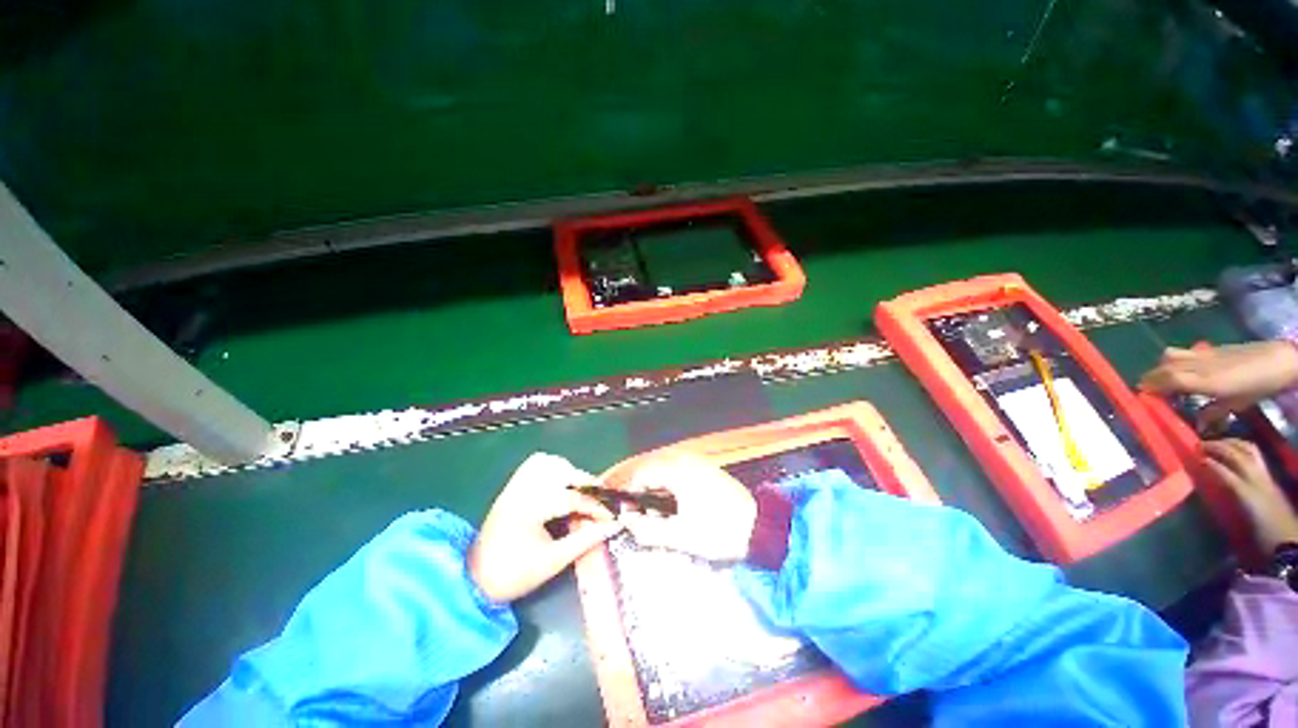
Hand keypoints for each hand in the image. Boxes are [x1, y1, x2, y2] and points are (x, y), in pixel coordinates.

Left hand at [469, 453, 623, 602]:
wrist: (474, 581)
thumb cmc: (514, 575)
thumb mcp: (553, 562)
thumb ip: (585, 540)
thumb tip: (612, 526)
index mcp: (529, 509)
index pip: (571, 498)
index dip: (594, 506)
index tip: (610, 516)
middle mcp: (521, 490)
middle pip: (561, 472)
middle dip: (585, 483)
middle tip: (599, 500)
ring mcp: (515, 486)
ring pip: (548, 462)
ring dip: (568, 471)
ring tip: (580, 490)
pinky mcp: (512, 487)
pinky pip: (534, 464)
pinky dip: (552, 466)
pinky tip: (561, 482)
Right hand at [618, 454, 755, 560]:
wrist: (762, 530)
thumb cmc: (719, 531)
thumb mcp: (681, 535)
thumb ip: (648, 530)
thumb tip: (626, 522)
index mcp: (679, 471)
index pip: (643, 475)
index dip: (630, 494)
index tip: (625, 514)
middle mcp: (688, 462)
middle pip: (655, 474)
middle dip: (645, 497)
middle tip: (643, 521)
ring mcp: (701, 466)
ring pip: (668, 477)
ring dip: (659, 497)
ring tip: (661, 521)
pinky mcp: (710, 474)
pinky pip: (682, 478)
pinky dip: (674, 494)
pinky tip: (678, 513)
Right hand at [1139, 342, 1297, 429]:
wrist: (1279, 360)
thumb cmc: (1258, 386)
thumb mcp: (1237, 404)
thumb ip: (1213, 412)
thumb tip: (1197, 427)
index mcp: (1203, 381)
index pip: (1168, 381)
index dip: (1152, 387)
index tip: (1142, 396)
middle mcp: (1198, 365)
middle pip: (1164, 367)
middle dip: (1152, 377)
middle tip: (1147, 390)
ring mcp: (1203, 355)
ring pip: (1170, 356)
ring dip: (1161, 366)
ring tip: (1163, 378)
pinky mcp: (1209, 350)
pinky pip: (1184, 353)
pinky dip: (1175, 361)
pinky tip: (1183, 370)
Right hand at [1202, 439, 1297, 553]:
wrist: (1287, 544)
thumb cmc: (1259, 539)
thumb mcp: (1240, 529)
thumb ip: (1224, 508)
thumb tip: (1205, 492)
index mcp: (1246, 493)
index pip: (1223, 472)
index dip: (1207, 463)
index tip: (1191, 458)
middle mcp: (1255, 479)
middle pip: (1237, 455)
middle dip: (1217, 447)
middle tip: (1199, 446)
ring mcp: (1265, 477)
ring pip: (1248, 451)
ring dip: (1231, 444)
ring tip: (1217, 444)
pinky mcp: (1269, 479)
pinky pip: (1255, 457)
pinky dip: (1243, 448)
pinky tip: (1235, 451)